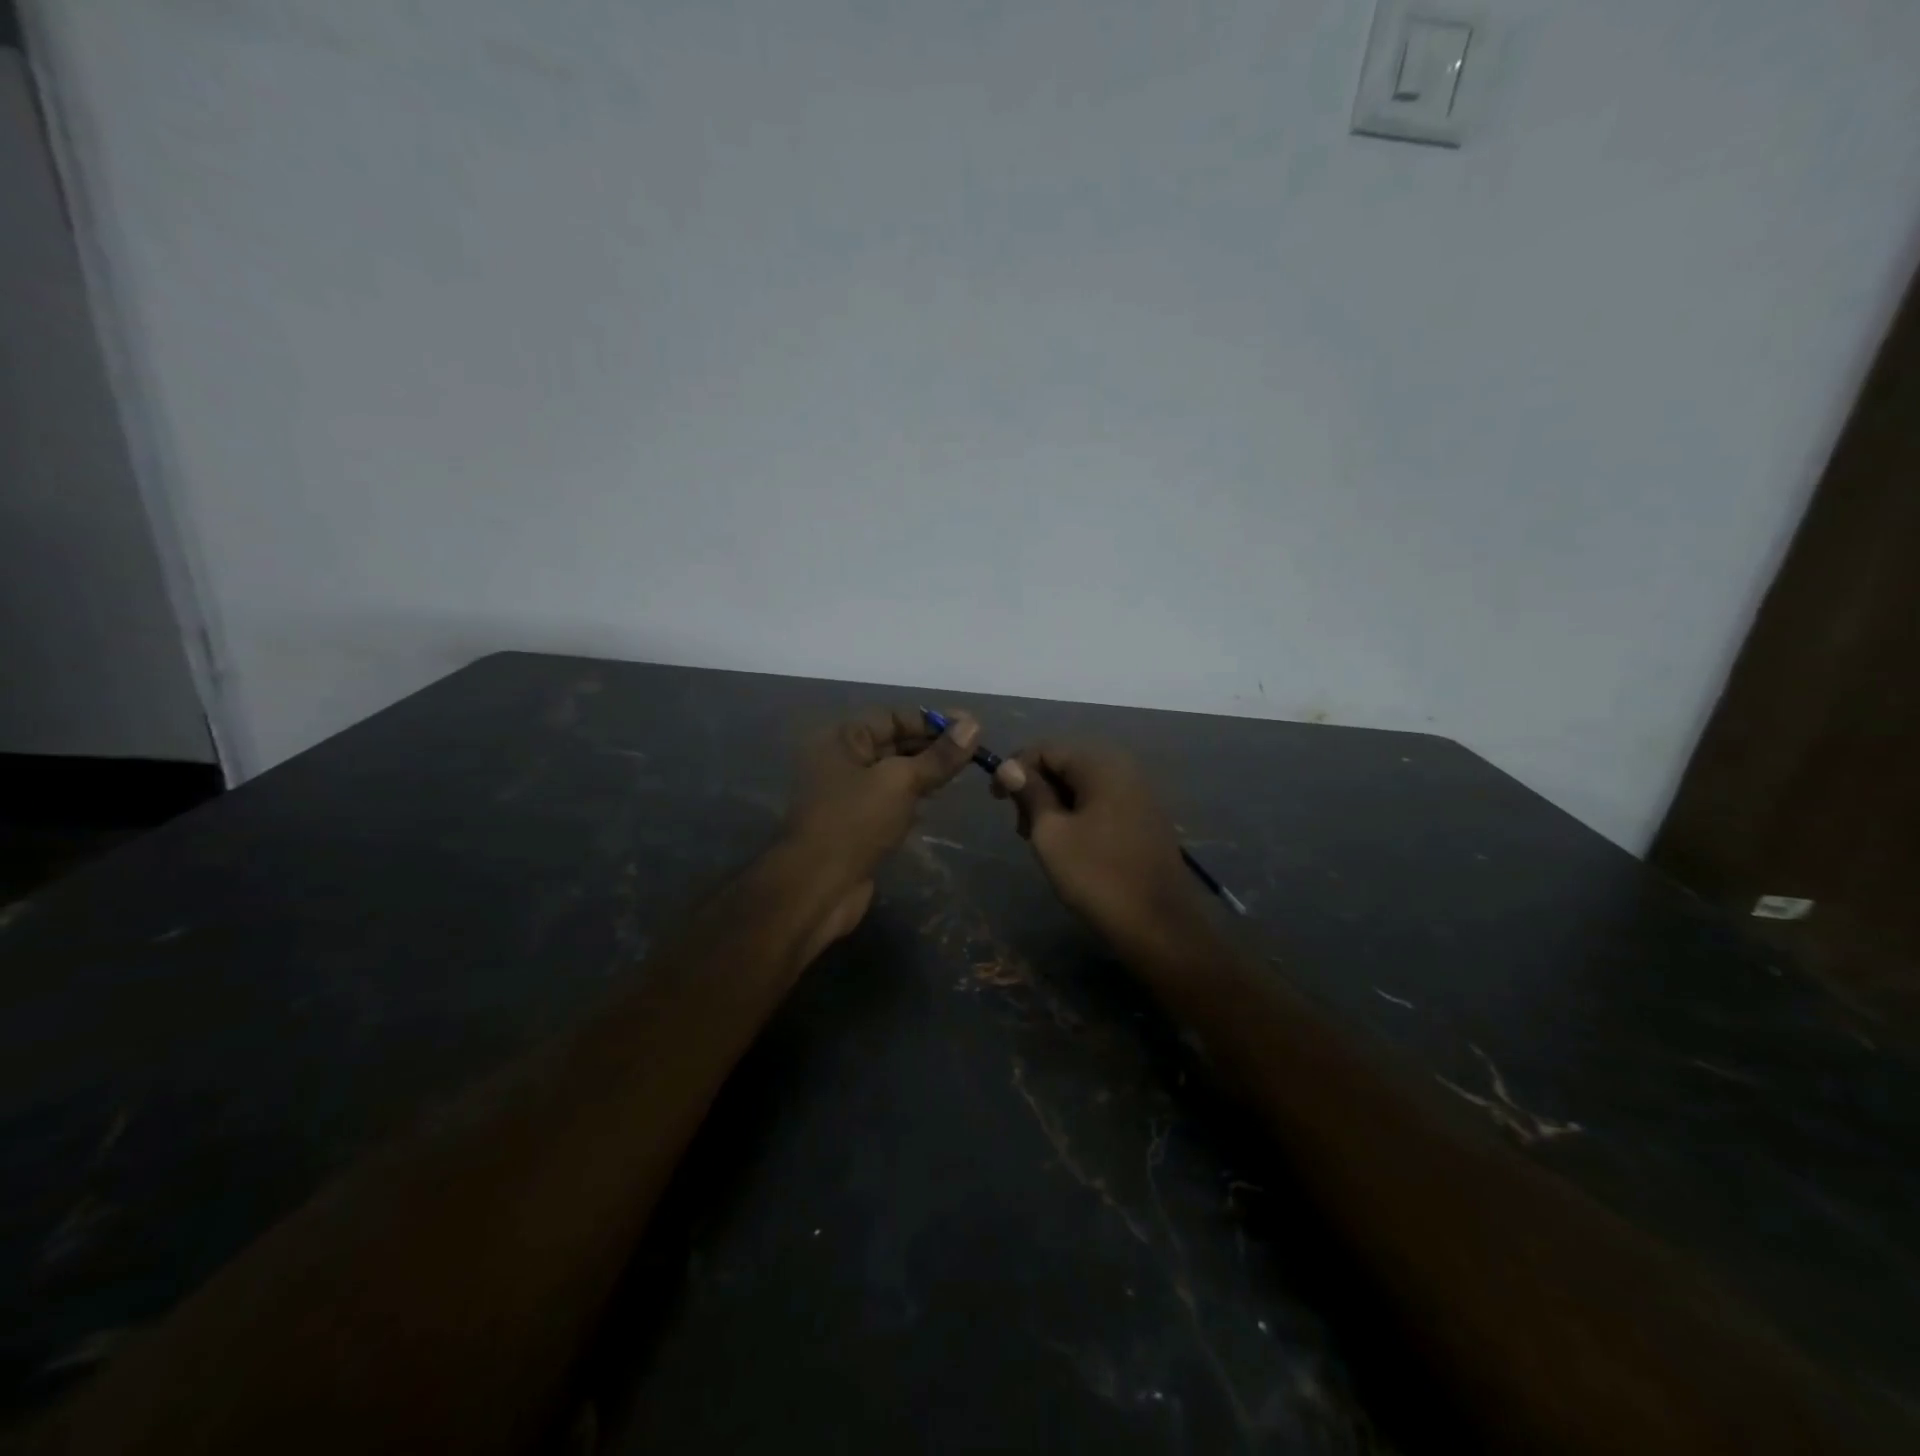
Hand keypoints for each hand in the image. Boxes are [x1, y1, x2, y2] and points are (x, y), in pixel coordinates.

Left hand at [785, 706, 979, 887]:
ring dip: (926, 773)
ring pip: (894, 774)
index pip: (893, 717)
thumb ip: (938, 756)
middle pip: (893, 743)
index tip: (970, 729)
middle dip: (932, 747)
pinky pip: (890, 801)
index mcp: (842, 739)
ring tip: (963, 774)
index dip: (931, 722)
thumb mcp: (900, 782)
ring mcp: (847, 794)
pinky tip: (938, 801)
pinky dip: (913, 798)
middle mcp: (841, 760)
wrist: (818, 887)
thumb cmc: (855, 822)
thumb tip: (974, 724)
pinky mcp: (857, 824)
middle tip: (974, 753)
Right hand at [990, 741, 1207, 952]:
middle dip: (1036, 788)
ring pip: (1083, 784)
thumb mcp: (1051, 834)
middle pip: (1066, 763)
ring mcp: (1139, 793)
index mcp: (1101, 764)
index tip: (995, 800)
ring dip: (1055, 804)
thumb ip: (1030, 793)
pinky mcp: (1145, 818)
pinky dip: (1078, 814)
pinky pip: (1102, 802)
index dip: (1015, 768)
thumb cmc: (1097, 876)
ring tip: (1040, 840)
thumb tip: (1009, 766)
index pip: (1046, 748)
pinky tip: (1069, 844)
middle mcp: (1124, 768)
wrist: (1159, 926)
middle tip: (1020, 827)